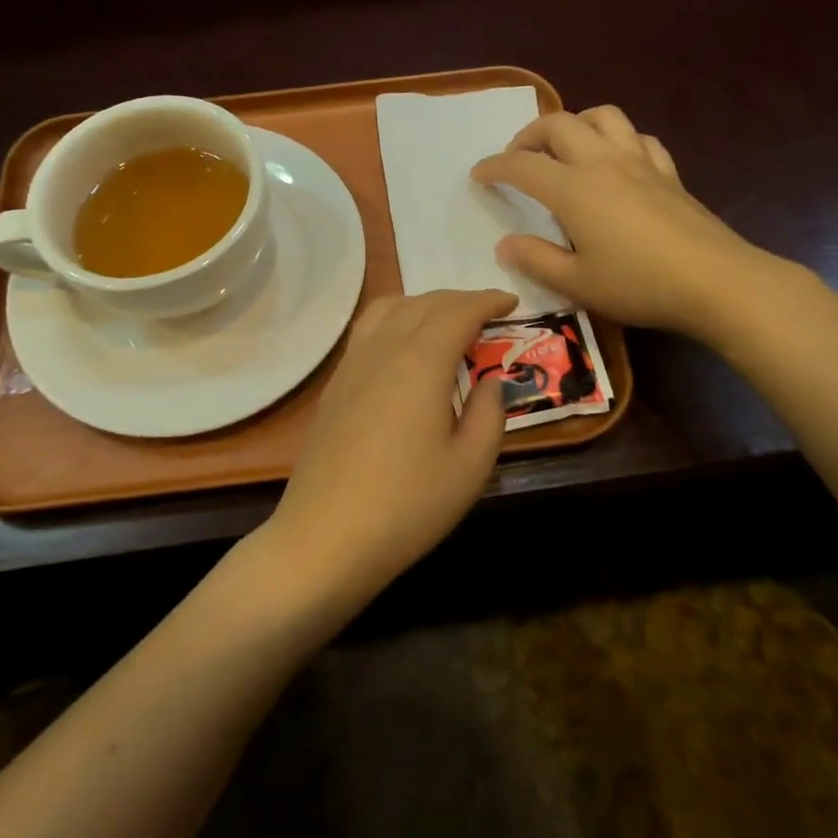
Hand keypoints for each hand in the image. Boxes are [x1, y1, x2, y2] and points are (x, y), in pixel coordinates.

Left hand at [263, 288, 516, 604]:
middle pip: (425, 303)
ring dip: (425, 304)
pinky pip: (368, 330)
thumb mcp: (470, 466)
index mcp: (421, 362)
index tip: (512, 303)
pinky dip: (395, 319)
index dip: (488, 301)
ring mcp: (352, 364)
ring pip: (390, 308)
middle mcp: (384, 349)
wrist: (325, 538)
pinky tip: (404, 347)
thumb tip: (491, 381)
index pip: (459, 311)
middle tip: (489, 315)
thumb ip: (490, 414)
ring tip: (447, 323)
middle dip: (461, 300)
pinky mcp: (335, 385)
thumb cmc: (407, 505)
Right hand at [471, 106, 756, 333]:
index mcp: (574, 189)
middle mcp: (603, 163)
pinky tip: (616, 161)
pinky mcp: (669, 173)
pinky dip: (618, 140)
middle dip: (529, 134)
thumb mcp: (577, 284)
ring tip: (565, 148)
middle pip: (559, 124)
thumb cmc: (639, 284)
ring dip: (575, 123)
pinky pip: (639, 138)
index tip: (478, 175)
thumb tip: (505, 244)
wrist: (715, 281)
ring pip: (603, 117)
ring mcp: (640, 163)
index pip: (522, 166)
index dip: (494, 166)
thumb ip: (536, 260)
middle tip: (517, 157)